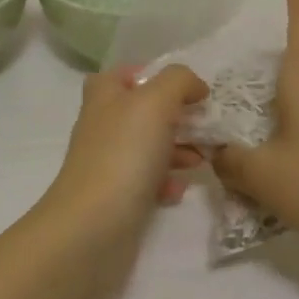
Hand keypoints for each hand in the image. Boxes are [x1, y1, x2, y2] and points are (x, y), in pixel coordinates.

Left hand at [40, 65, 208, 251]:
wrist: (93, 226)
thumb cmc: (124, 153)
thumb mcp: (156, 101)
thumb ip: (179, 81)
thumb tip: (195, 86)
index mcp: (104, 94)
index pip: (129, 73)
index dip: (159, 76)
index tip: (191, 90)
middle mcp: (103, 123)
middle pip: (145, 110)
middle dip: (178, 116)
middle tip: (205, 125)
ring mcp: (108, 160)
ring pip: (150, 145)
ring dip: (179, 149)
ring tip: (203, 159)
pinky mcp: (116, 195)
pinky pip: (148, 180)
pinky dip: (167, 181)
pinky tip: (178, 190)